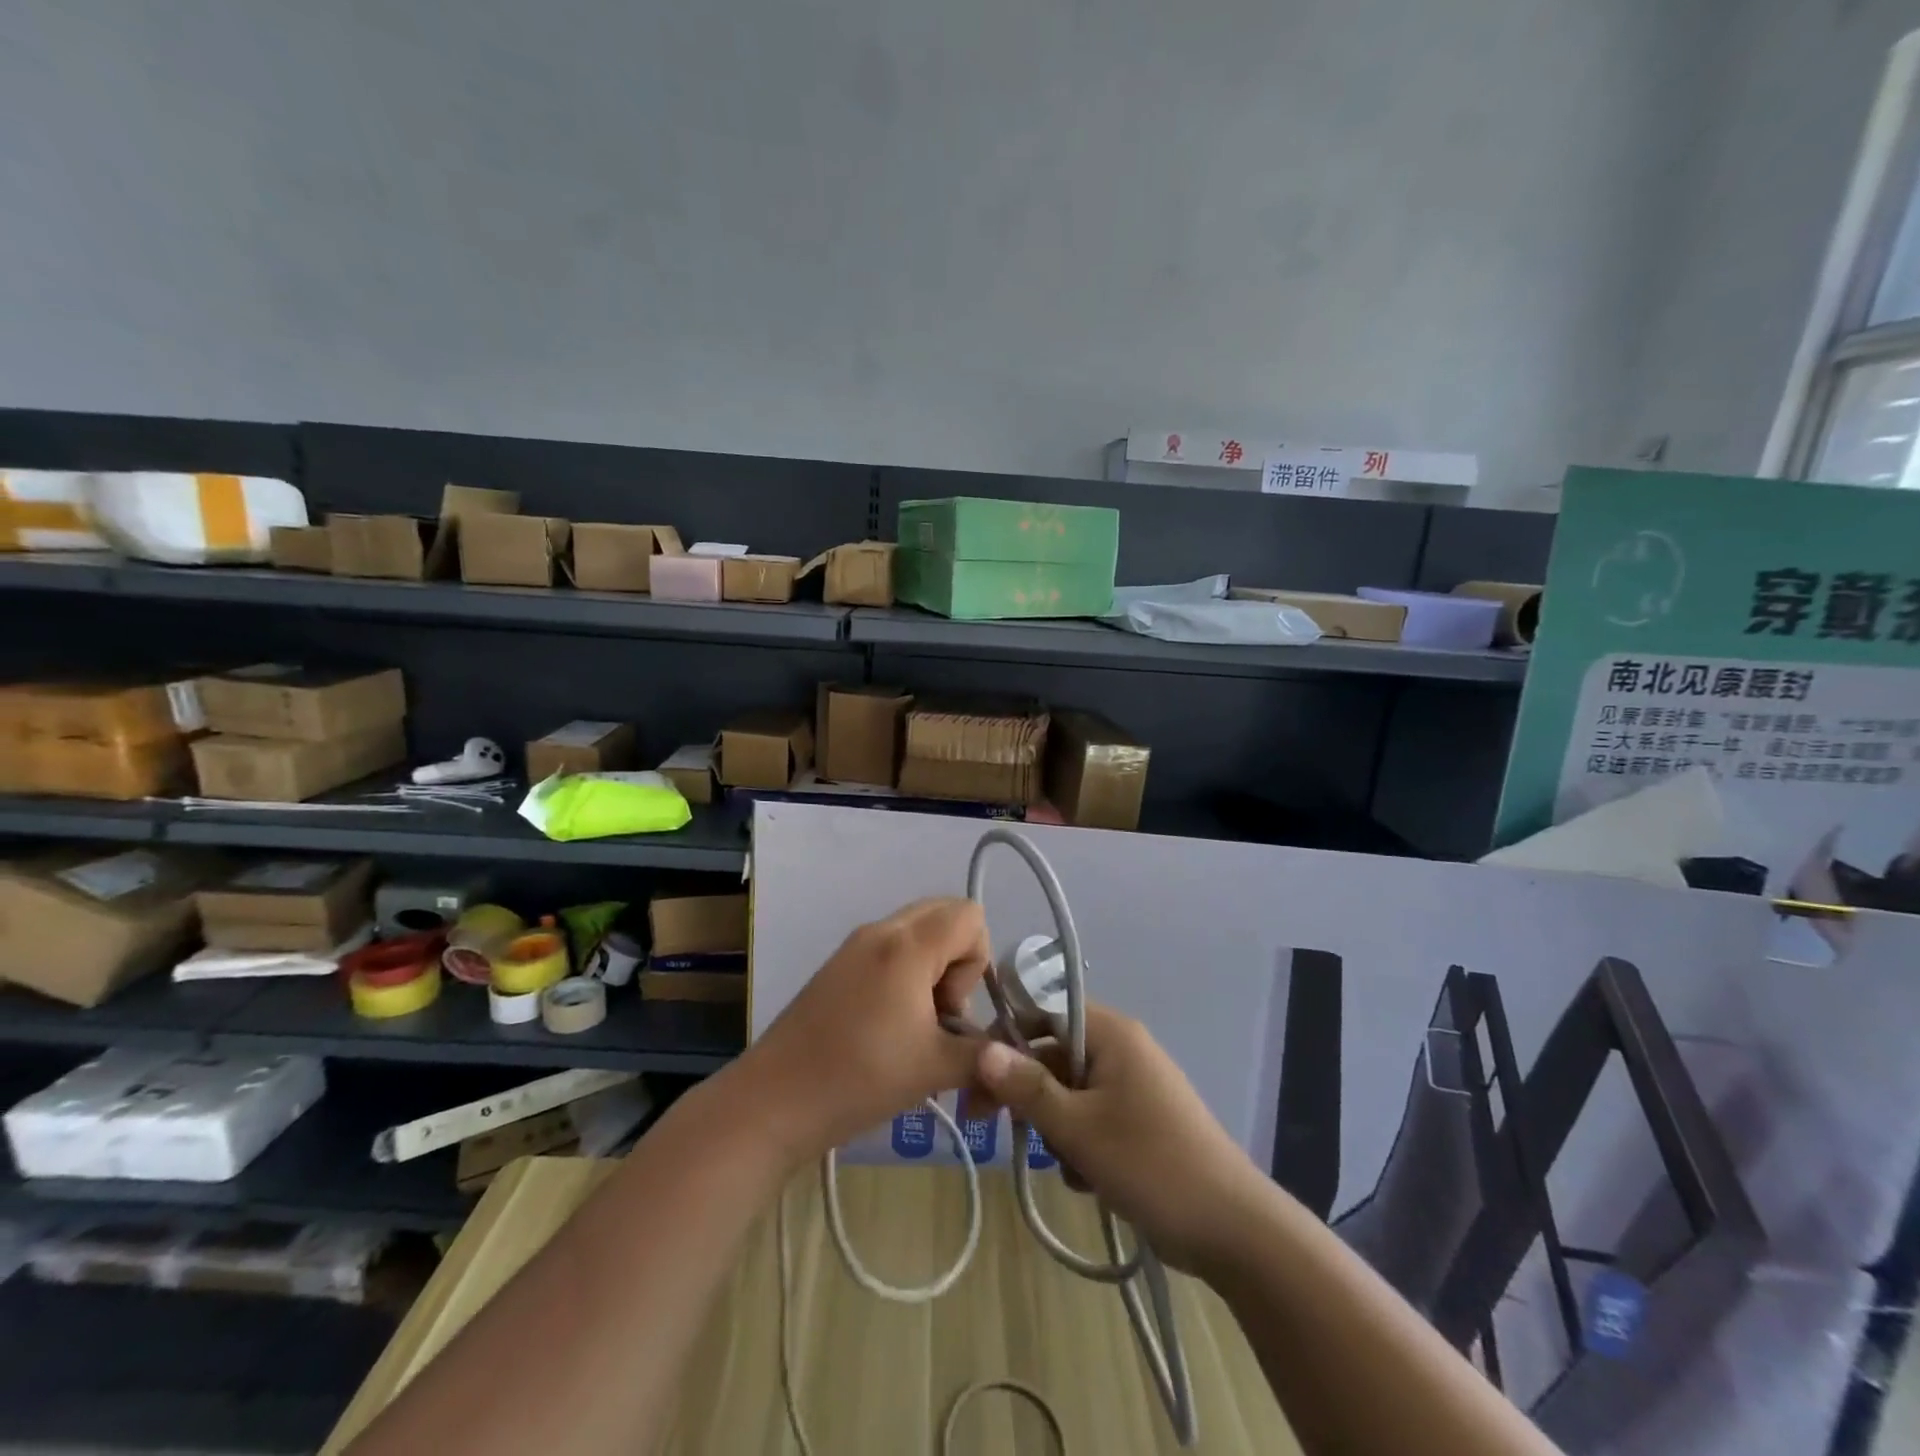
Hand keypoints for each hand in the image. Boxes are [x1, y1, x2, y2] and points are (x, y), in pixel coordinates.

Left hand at [746, 898, 990, 1159]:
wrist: (774, 1101)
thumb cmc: (860, 1077)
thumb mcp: (936, 1069)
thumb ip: (985, 1054)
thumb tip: (1006, 1054)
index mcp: (908, 944)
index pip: (970, 916)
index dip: (977, 962)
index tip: (952, 1009)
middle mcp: (881, 931)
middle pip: (944, 915)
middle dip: (957, 961)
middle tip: (939, 1013)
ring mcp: (854, 945)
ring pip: (916, 933)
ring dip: (931, 970)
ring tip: (914, 1027)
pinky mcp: (837, 965)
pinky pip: (889, 949)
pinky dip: (904, 976)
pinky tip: (888, 1029)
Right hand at [972, 1004, 1264, 1272]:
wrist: (1233, 1230)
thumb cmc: (1151, 1164)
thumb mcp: (1078, 1127)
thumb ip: (1027, 1088)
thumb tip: (982, 1050)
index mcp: (1111, 1033)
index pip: (1044, 1011)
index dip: (1007, 1036)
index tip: (975, 1073)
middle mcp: (1123, 1049)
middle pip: (1054, 1055)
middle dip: (1024, 1092)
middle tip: (985, 1123)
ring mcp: (1135, 1087)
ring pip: (1070, 1093)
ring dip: (1055, 1127)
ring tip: (1065, 1167)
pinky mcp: (1142, 1122)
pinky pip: (1093, 1119)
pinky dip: (1080, 1144)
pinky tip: (1087, 1181)